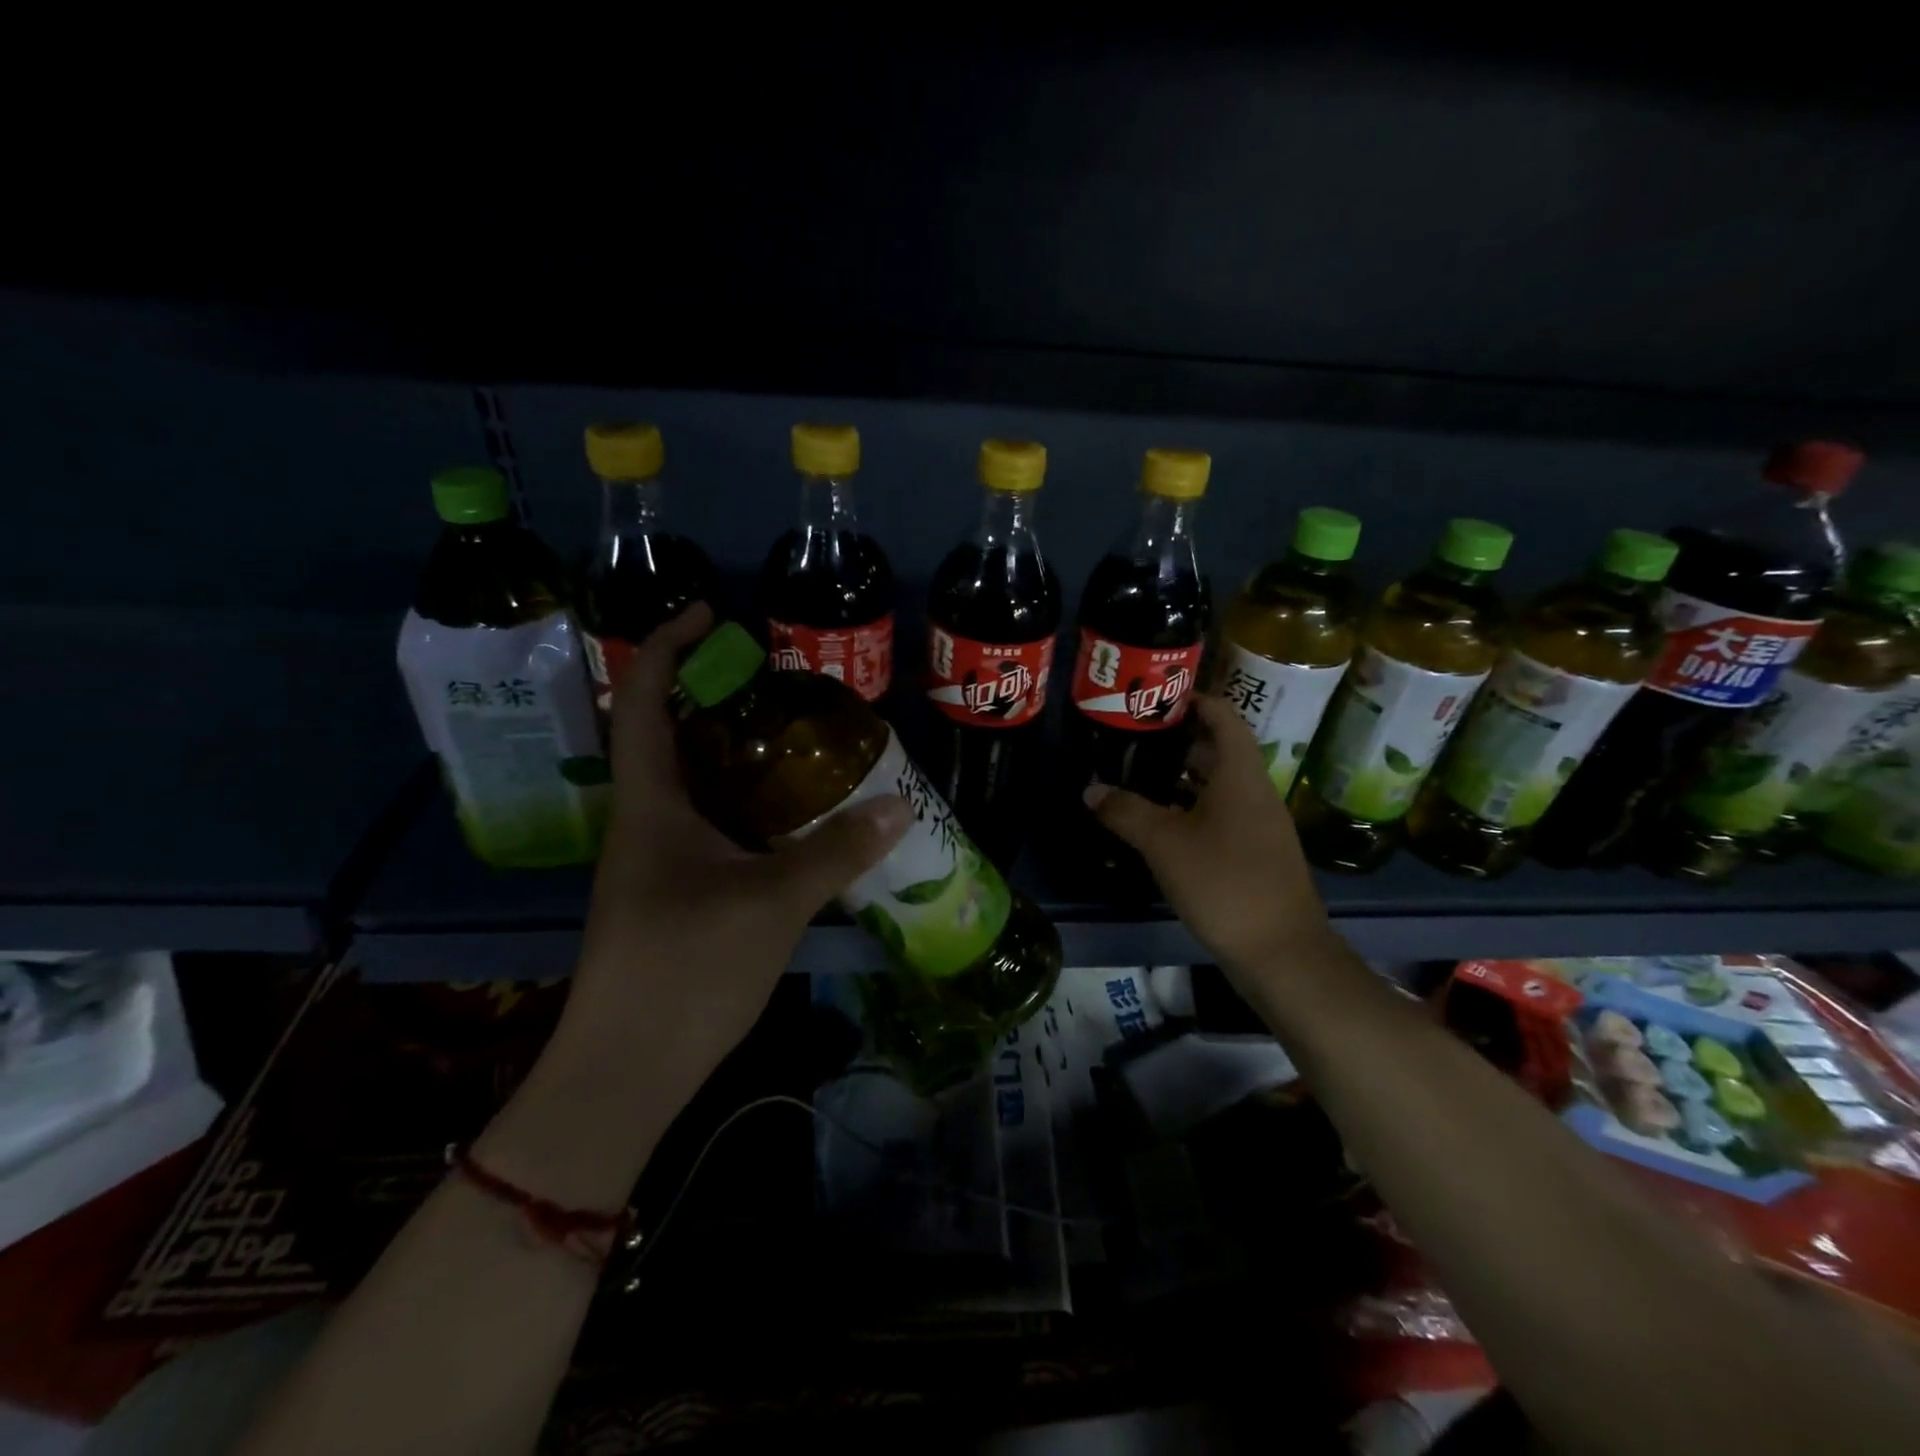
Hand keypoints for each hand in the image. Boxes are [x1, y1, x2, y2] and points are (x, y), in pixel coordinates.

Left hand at [561, 604, 910, 1100]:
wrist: (627, 1070)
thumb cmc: (684, 969)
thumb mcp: (771, 902)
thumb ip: (835, 850)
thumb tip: (899, 805)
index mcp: (650, 803)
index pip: (644, 699)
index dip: (667, 645)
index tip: (712, 614)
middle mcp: (646, 820)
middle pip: (670, 734)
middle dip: (714, 695)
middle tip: (779, 680)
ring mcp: (657, 859)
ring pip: (694, 782)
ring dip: (734, 751)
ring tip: (795, 735)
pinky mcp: (675, 891)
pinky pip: (711, 823)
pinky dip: (747, 803)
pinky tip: (790, 813)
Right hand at [1086, 695, 1339, 975]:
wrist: (1281, 951)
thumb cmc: (1224, 882)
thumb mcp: (1165, 843)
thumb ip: (1126, 811)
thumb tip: (1091, 789)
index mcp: (1240, 774)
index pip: (1222, 716)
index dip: (1193, 699)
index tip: (1155, 696)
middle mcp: (1254, 791)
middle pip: (1217, 749)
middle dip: (1177, 739)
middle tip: (1132, 737)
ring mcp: (1258, 824)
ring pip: (1217, 784)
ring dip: (1181, 776)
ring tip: (1136, 774)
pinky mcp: (1254, 852)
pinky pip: (1220, 813)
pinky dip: (1190, 807)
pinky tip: (1159, 823)